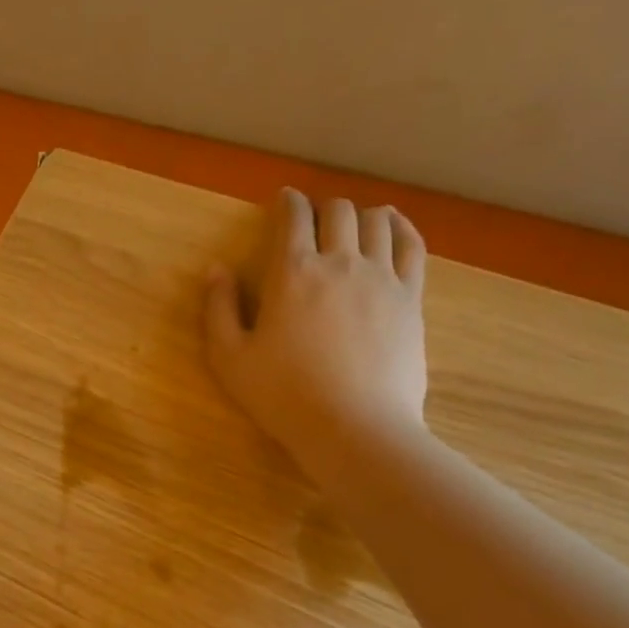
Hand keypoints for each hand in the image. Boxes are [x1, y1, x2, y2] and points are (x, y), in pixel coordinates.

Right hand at [204, 189, 428, 487]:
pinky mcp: (410, 298)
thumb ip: (218, 309)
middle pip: (338, 211)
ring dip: (360, 214)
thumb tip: (216, 269)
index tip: (283, 201)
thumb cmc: (283, 395)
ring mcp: (381, 277)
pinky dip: (401, 227)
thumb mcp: (229, 358)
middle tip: (313, 220)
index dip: (287, 203)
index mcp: (291, 272)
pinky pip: (412, 246)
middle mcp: (339, 261)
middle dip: (322, 207)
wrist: (353, 427)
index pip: (292, 218)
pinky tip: (393, 226)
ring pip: (377, 221)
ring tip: (352, 222)